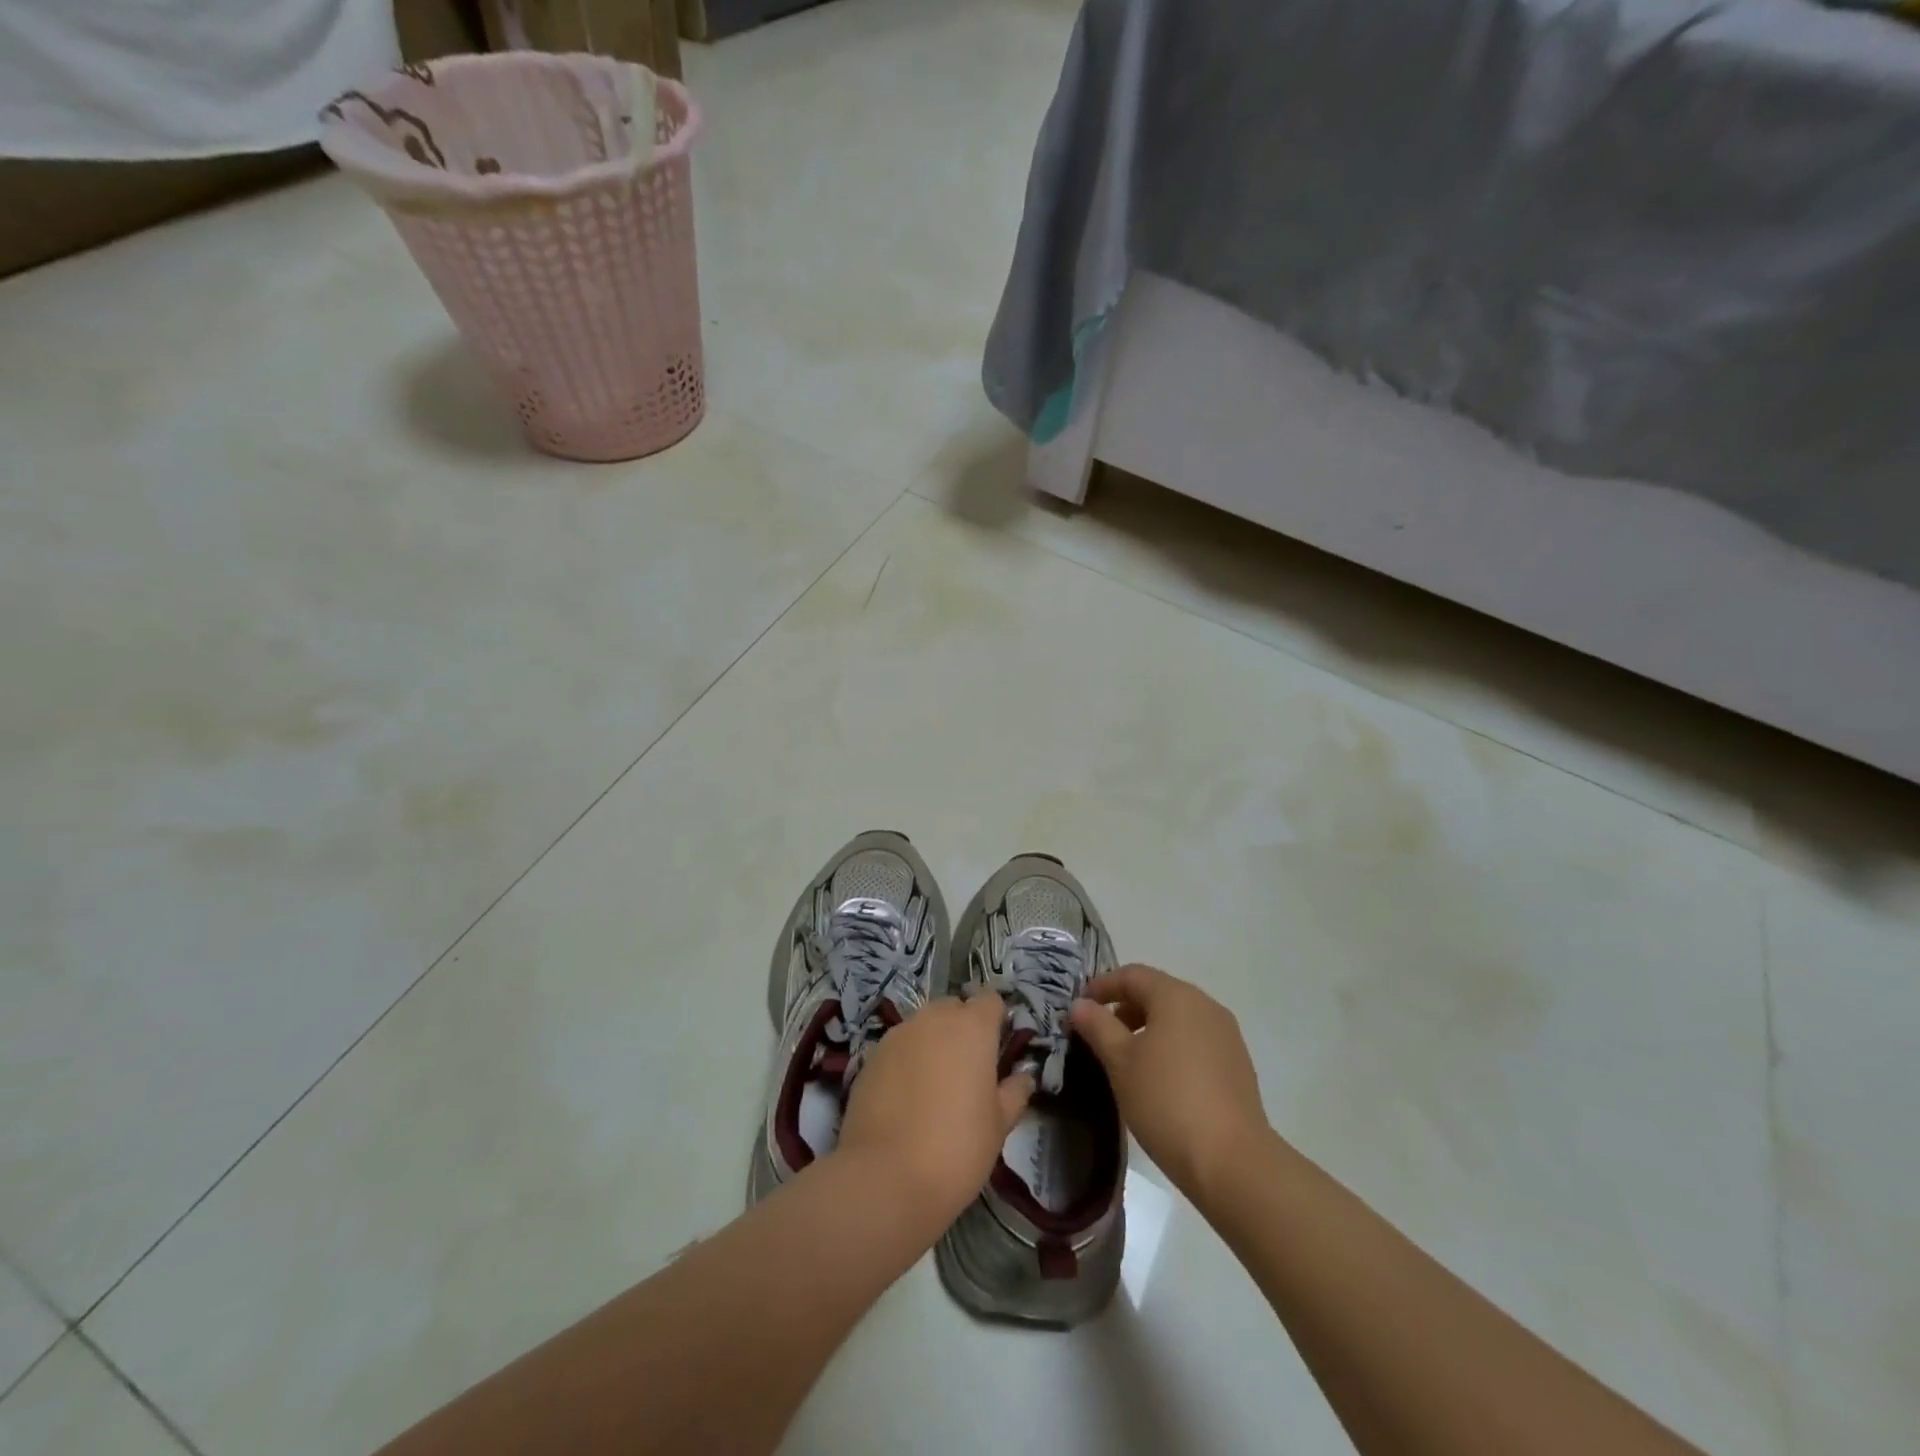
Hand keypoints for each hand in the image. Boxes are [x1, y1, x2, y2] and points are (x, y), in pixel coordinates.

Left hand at [837, 993, 1033, 1227]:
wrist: (885, 1177)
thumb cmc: (957, 1148)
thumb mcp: (999, 1125)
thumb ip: (1014, 1092)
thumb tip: (1023, 1075)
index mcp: (972, 1027)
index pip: (990, 1000)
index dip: (996, 1020)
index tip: (998, 1049)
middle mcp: (934, 1019)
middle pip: (954, 1008)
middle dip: (962, 1028)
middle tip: (968, 1070)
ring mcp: (898, 1034)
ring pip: (923, 1025)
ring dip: (932, 1042)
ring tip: (935, 1085)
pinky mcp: (870, 1056)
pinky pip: (898, 1047)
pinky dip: (906, 1060)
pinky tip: (906, 1097)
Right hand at [1070, 965, 1267, 1206]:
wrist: (1232, 1162)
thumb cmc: (1166, 1101)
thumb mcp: (1120, 1062)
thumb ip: (1097, 1026)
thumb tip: (1080, 1004)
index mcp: (1176, 996)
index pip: (1132, 975)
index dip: (1102, 986)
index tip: (1080, 1006)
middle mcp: (1206, 1006)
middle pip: (1158, 993)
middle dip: (1125, 1008)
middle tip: (1099, 1034)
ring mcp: (1226, 1035)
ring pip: (1178, 1018)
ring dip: (1149, 1028)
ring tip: (1126, 1059)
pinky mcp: (1238, 1065)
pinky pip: (1196, 1041)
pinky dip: (1172, 1046)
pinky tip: (1159, 1078)